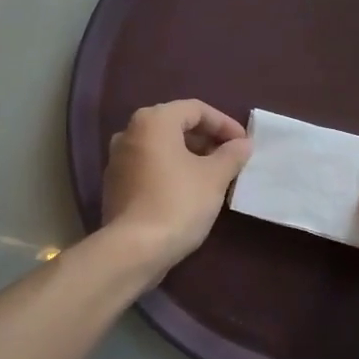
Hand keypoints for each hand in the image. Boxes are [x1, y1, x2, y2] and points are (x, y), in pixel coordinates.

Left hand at [101, 100, 251, 278]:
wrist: (133, 249)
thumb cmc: (178, 203)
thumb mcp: (214, 177)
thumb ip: (231, 155)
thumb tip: (243, 144)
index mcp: (153, 121)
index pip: (196, 109)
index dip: (224, 123)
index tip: (244, 144)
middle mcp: (130, 132)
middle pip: (176, 125)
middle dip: (206, 139)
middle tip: (231, 158)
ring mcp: (118, 159)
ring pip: (161, 147)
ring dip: (189, 155)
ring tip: (214, 174)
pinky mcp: (115, 185)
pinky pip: (149, 166)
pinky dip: (171, 170)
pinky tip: (189, 190)